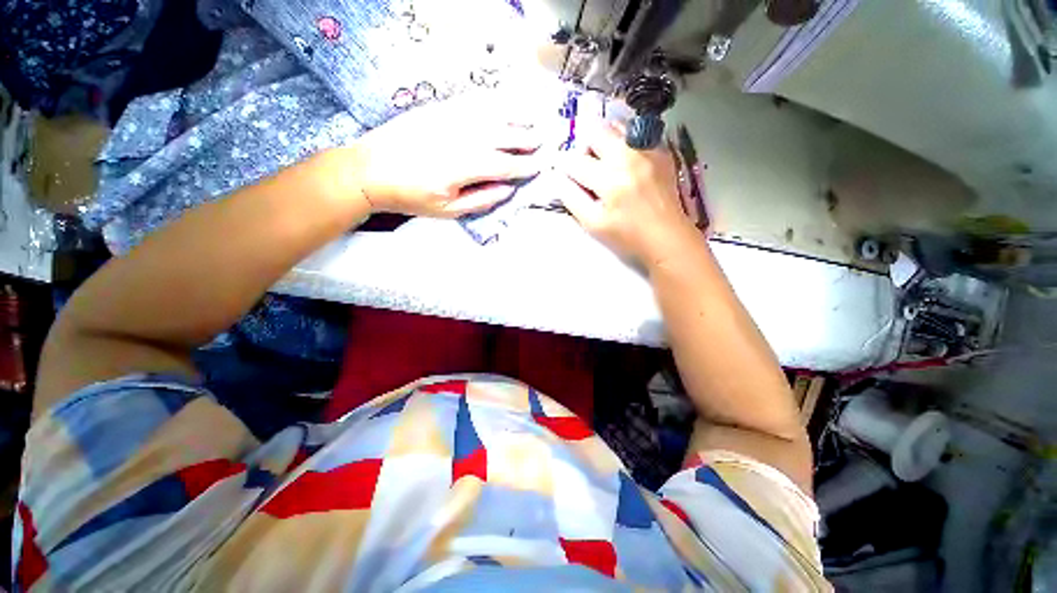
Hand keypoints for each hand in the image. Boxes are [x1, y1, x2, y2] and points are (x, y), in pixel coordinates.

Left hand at [344, 94, 541, 217]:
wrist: (370, 170)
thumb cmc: (411, 196)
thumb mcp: (448, 210)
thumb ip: (481, 199)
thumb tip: (508, 189)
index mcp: (462, 168)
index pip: (503, 165)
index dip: (524, 166)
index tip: (540, 165)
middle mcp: (460, 139)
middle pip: (502, 136)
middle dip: (525, 139)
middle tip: (542, 140)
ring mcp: (448, 119)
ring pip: (490, 115)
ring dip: (514, 117)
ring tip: (531, 119)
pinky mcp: (438, 109)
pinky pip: (471, 102)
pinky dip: (492, 102)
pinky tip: (502, 105)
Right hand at [559, 122, 701, 269]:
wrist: (666, 235)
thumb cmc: (627, 235)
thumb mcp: (593, 223)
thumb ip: (572, 198)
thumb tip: (558, 177)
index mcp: (610, 181)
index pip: (575, 161)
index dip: (564, 166)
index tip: (563, 172)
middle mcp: (629, 157)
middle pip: (595, 130)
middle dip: (583, 146)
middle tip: (586, 165)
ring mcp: (647, 151)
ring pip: (616, 126)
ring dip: (603, 140)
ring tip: (605, 162)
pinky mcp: (660, 151)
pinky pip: (635, 135)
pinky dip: (623, 144)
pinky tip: (625, 165)